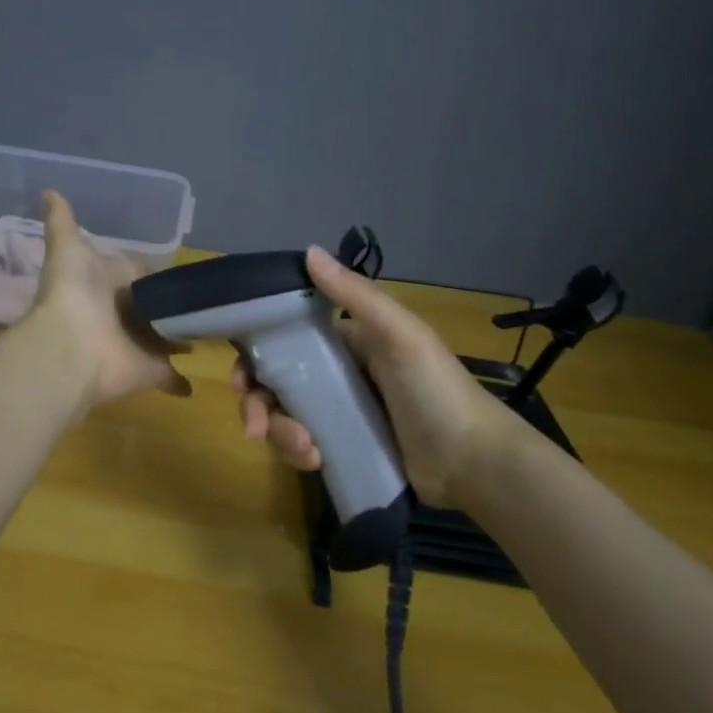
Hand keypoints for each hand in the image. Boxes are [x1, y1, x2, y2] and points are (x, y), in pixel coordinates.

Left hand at [23, 190, 190, 407]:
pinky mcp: (151, 369)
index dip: (150, 271)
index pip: (137, 273)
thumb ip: (63, 222)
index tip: (176, 269)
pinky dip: (180, 380)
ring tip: (213, 328)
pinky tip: (194, 381)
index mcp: (109, 283)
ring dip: (181, 336)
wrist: (70, 349)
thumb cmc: (74, 294)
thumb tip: (49, 190)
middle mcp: (125, 313)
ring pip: (165, 337)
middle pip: (154, 306)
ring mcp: (139, 342)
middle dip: (171, 305)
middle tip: (206, 299)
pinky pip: (169, 374)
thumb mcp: (68, 248)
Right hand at [232, 247, 523, 508]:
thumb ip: (354, 295)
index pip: (285, 339)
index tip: (241, 378)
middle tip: (253, 427)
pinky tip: (317, 460)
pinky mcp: (343, 446)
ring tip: (305, 450)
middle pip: (275, 382)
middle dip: (258, 404)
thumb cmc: (435, 389)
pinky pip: (303, 445)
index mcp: (346, 341)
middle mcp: (335, 373)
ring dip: (282, 434)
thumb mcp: (399, 335)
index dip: (255, 354)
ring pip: (285, 416)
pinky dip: (300, 452)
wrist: (472, 462)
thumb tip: (308, 251)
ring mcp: (338, 413)